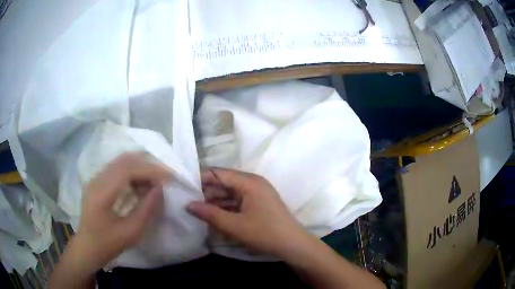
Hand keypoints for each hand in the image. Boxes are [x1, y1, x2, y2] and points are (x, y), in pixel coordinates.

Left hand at [72, 153, 170, 272]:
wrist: (87, 247)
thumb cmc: (108, 244)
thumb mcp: (131, 233)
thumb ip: (146, 209)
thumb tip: (160, 189)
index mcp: (101, 194)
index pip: (127, 170)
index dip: (149, 170)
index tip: (168, 177)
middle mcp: (96, 180)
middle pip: (124, 160)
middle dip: (147, 164)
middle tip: (164, 176)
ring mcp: (95, 178)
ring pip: (121, 162)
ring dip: (140, 167)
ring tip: (155, 181)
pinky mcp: (97, 181)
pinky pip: (117, 169)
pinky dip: (133, 173)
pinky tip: (141, 185)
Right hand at [187, 168, 309, 257]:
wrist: (293, 245)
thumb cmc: (265, 233)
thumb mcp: (234, 226)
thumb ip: (209, 214)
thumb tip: (188, 204)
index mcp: (249, 182)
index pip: (218, 173)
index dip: (200, 179)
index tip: (184, 189)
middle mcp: (252, 182)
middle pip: (224, 182)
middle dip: (207, 193)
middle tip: (189, 204)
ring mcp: (256, 193)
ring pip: (230, 193)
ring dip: (215, 202)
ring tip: (198, 212)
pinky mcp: (258, 203)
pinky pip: (237, 201)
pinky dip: (226, 208)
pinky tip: (215, 218)